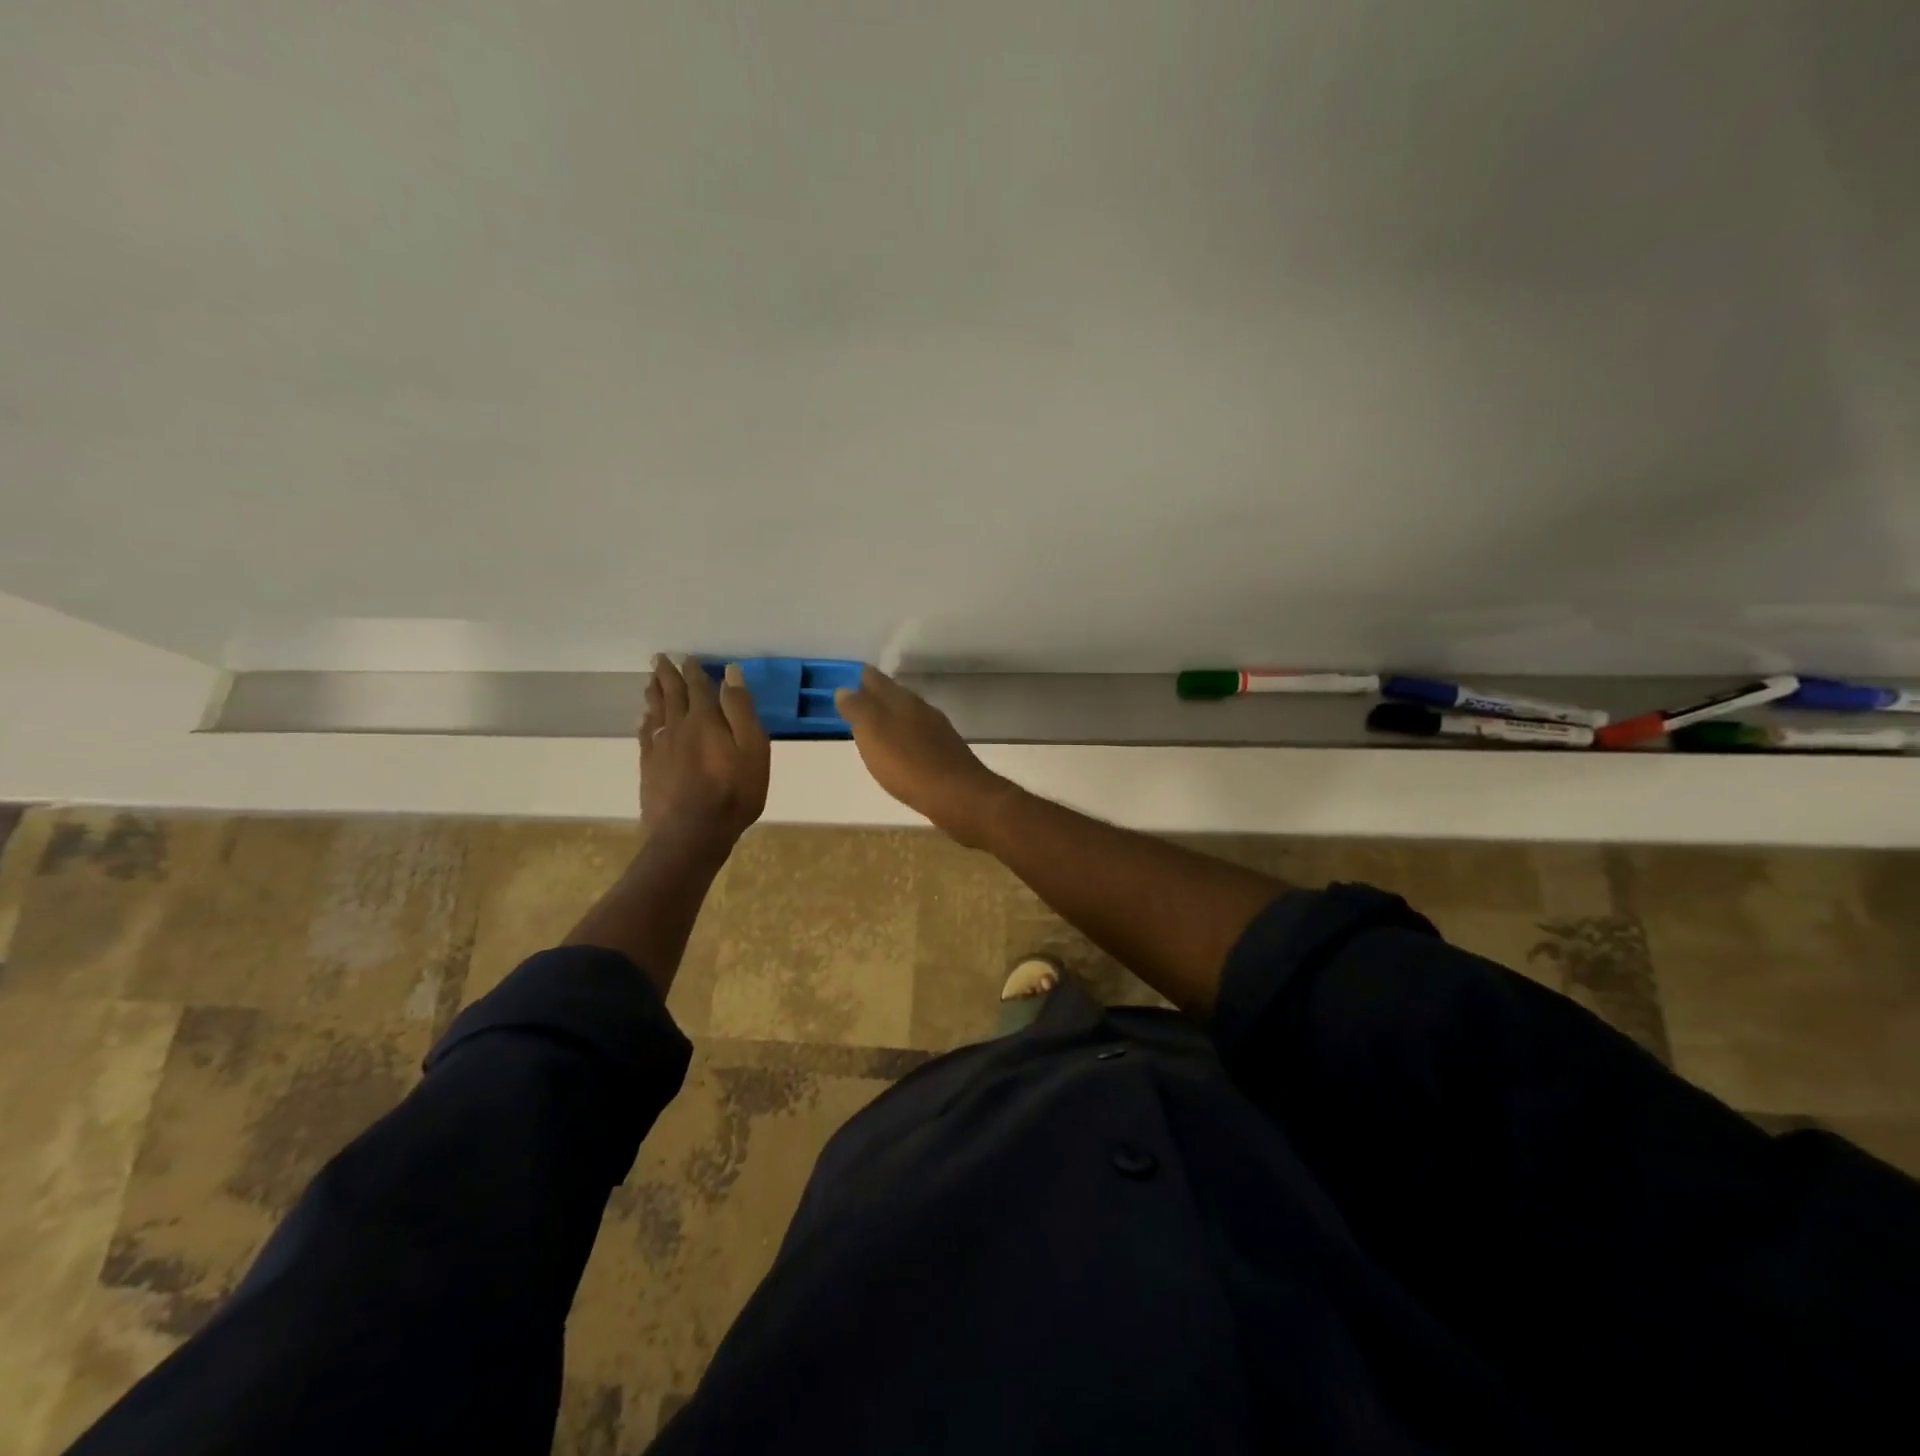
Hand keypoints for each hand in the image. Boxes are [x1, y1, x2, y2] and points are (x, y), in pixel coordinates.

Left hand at [640, 656, 770, 853]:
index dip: (694, 671)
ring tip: (651, 680)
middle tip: (659, 658)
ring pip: (655, 711)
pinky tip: (643, 718)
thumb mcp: (752, 749)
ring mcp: (660, 747)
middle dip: (667, 675)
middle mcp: (678, 726)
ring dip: (653, 693)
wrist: (692, 833)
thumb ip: (740, 710)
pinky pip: (645, 735)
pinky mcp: (649, 767)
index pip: (698, 687)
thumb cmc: (733, 792)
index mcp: (705, 719)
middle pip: (671, 694)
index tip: (689, 657)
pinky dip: (645, 721)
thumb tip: (730, 672)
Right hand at [835, 667, 1009, 845]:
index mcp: (903, 701)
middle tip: (859, 700)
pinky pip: (920, 737)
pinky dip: (907, 738)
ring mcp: (938, 732)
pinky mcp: (947, 754)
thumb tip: (845, 689)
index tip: (849, 678)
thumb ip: (859, 710)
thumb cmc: (908, 764)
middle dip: (878, 696)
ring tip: (877, 725)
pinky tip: (902, 750)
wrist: (958, 796)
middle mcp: (923, 710)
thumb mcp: (873, 734)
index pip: (878, 680)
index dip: (862, 678)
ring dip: (894, 717)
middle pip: (896, 696)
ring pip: (910, 716)